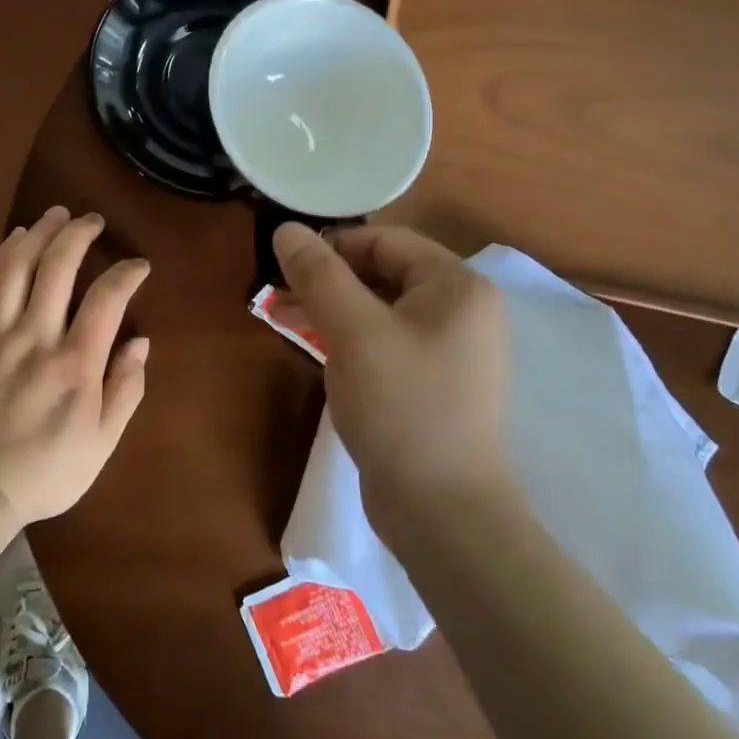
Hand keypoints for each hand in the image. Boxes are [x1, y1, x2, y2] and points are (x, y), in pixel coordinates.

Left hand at [0, 207, 150, 525]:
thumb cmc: (45, 472)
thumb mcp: (102, 443)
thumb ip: (125, 389)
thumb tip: (140, 342)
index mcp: (75, 365)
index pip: (107, 298)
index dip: (126, 272)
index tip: (137, 265)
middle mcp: (35, 339)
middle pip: (57, 267)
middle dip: (79, 234)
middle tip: (92, 220)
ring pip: (17, 267)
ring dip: (39, 234)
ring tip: (56, 215)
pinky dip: (1, 256)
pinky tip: (14, 240)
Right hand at [272, 223, 513, 524]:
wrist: (442, 509)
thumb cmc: (401, 406)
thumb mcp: (353, 331)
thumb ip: (319, 274)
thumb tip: (286, 228)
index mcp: (457, 286)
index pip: (385, 241)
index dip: (332, 245)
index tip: (285, 265)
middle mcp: (461, 311)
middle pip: (383, 274)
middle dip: (326, 280)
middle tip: (276, 295)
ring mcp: (449, 351)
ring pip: (379, 311)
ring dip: (330, 309)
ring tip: (282, 317)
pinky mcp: (431, 384)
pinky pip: (384, 343)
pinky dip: (348, 339)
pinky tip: (314, 347)